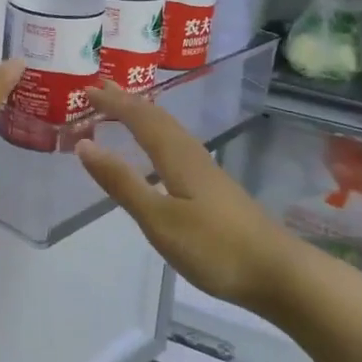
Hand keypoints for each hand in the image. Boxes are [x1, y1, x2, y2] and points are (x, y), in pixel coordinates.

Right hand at [77, 82, 299, 312]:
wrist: (278, 273)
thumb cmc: (214, 247)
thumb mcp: (159, 219)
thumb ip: (122, 182)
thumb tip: (84, 144)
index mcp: (176, 156)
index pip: (139, 118)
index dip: (113, 102)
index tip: (86, 89)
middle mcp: (191, 154)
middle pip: (156, 117)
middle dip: (127, 101)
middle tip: (100, 88)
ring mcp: (206, 171)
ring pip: (169, 130)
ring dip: (143, 115)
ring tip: (124, 109)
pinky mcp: (213, 188)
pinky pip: (176, 145)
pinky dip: (156, 135)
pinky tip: (158, 152)